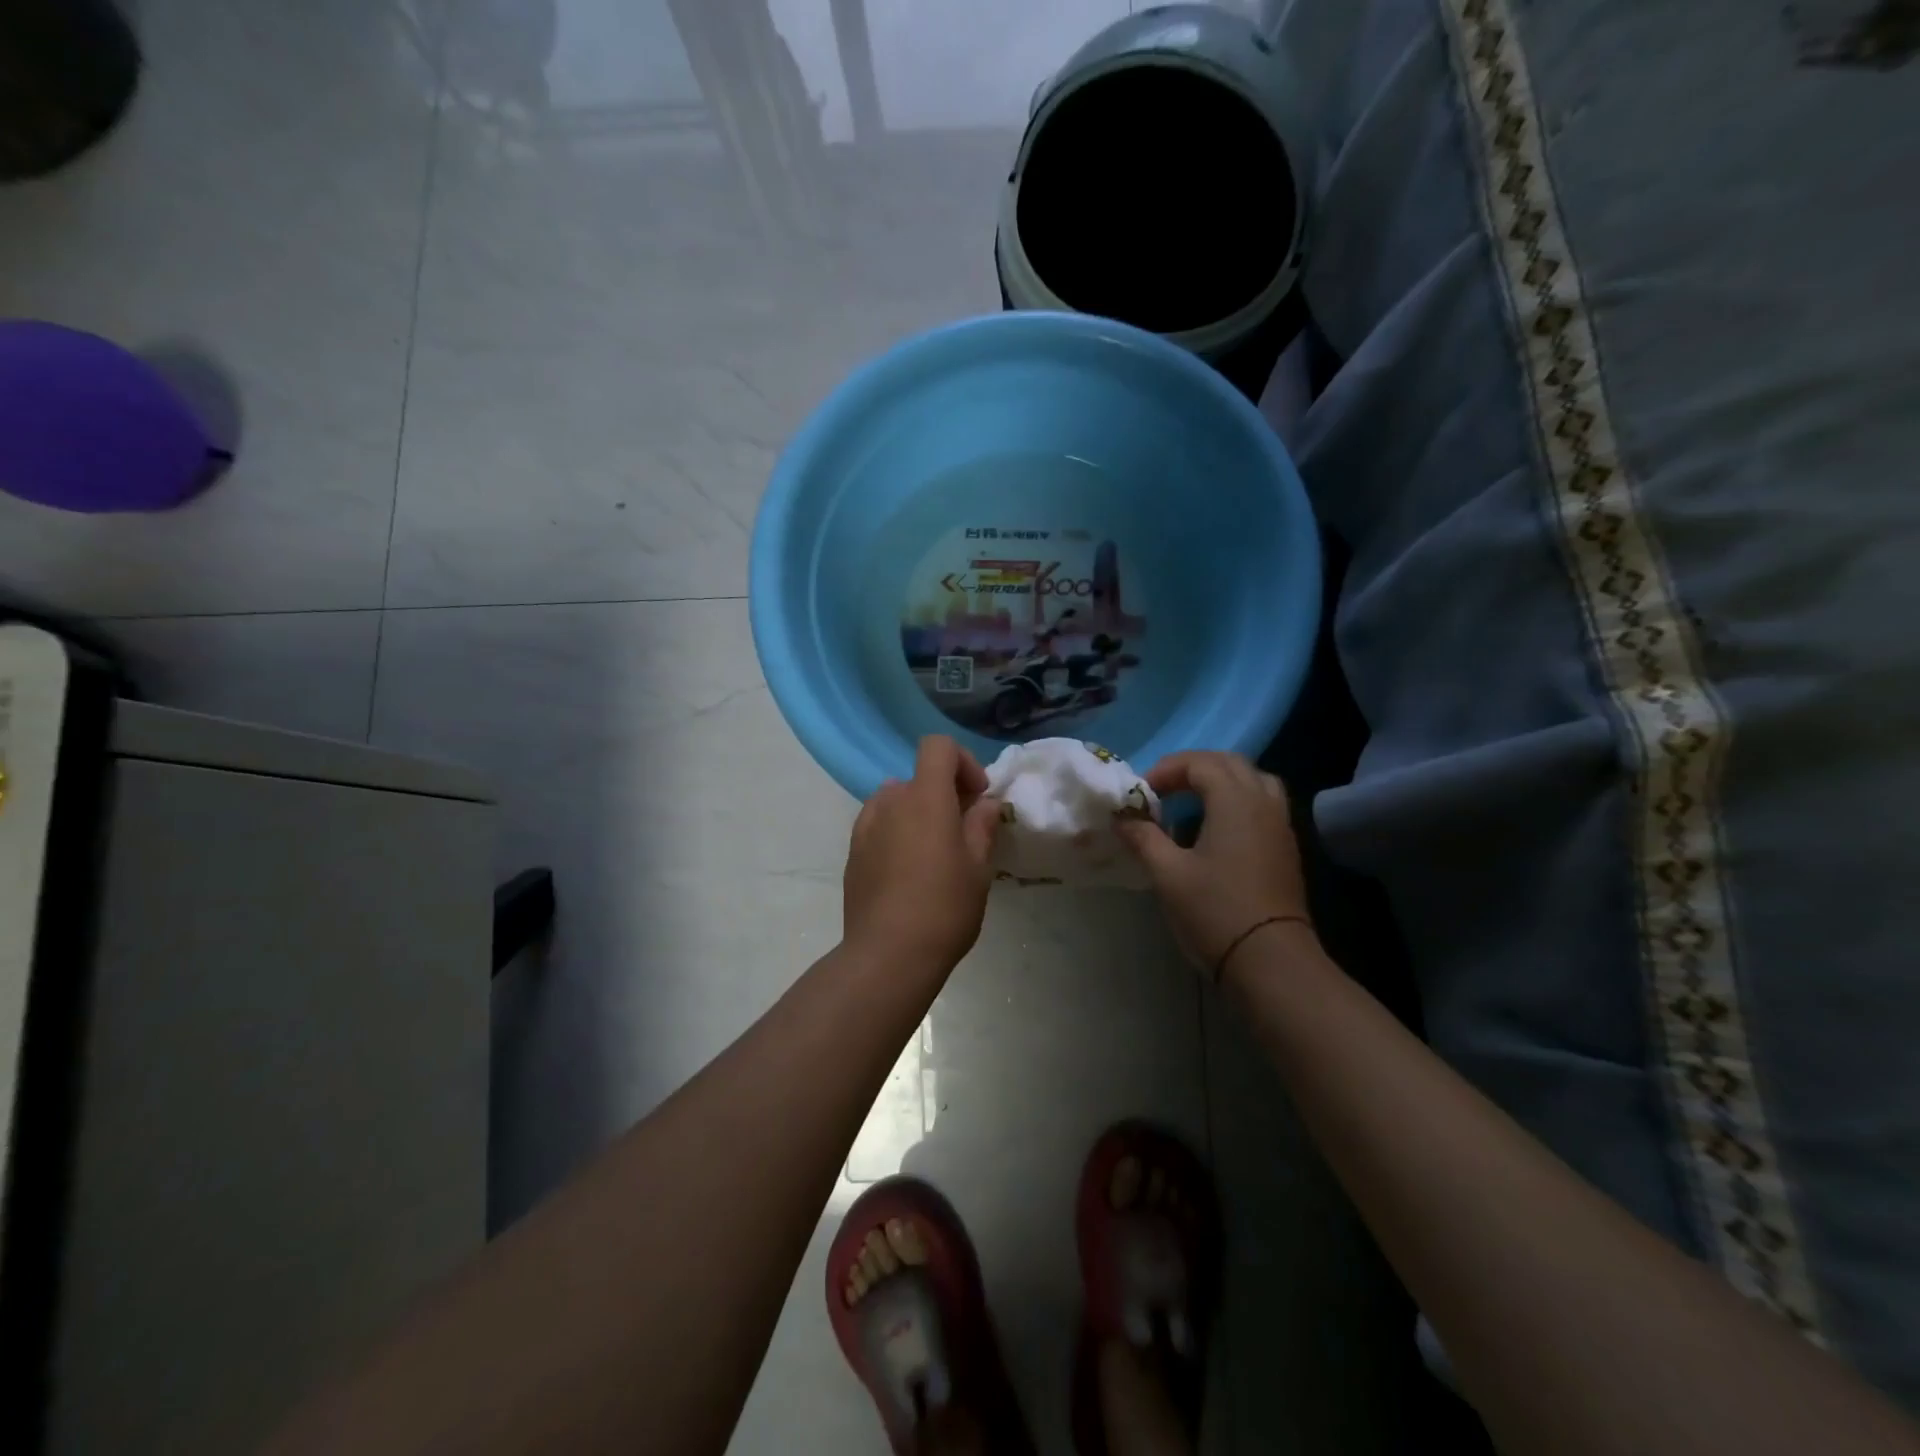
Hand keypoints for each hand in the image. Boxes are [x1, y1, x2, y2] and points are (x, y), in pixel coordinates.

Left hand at [843, 736, 1002, 971]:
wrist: (888, 955)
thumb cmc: (944, 907)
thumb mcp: (978, 868)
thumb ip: (982, 826)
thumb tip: (984, 804)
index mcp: (925, 797)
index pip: (937, 746)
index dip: (962, 762)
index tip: (976, 796)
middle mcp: (890, 802)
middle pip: (918, 777)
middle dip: (944, 793)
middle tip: (963, 830)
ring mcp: (865, 826)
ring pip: (895, 801)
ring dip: (918, 812)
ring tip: (933, 852)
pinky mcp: (852, 852)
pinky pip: (878, 826)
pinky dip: (896, 832)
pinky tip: (907, 872)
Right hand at [1114, 751, 1315, 980]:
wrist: (1271, 961)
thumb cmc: (1215, 911)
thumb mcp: (1168, 874)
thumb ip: (1143, 838)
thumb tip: (1122, 819)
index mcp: (1235, 801)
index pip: (1200, 763)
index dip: (1167, 770)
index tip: (1142, 794)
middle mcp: (1263, 803)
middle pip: (1230, 764)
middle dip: (1193, 769)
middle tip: (1163, 790)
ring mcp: (1280, 825)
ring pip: (1253, 781)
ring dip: (1221, 782)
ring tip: (1193, 802)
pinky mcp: (1286, 848)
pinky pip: (1264, 804)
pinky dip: (1238, 801)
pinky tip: (1217, 829)